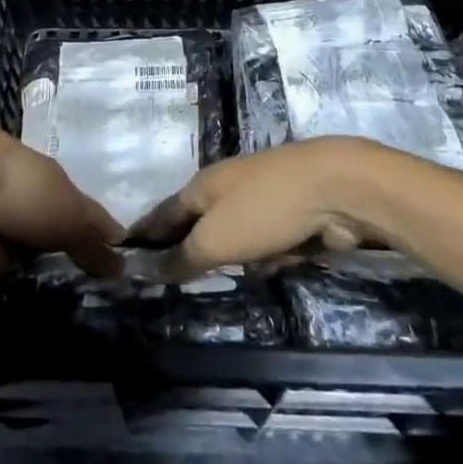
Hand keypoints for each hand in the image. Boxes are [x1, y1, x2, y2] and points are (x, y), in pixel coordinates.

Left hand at [0, 124, 123, 283]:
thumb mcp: (70, 214)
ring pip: (1, 236)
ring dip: (15, 258)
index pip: (57, 188)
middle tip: (66, 272)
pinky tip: (8, 296)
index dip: (74, 215)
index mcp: (22, 159)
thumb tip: (121, 264)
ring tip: (41, 290)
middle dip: (42, 238)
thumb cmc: (20, 190)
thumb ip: (93, 238)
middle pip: (26, 212)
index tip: (91, 244)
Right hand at [130, 137, 399, 277]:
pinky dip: (272, 255)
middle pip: (202, 224)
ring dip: (240, 257)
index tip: (126, 251)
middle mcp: (229, 187)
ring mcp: (264, 197)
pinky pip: (270, 241)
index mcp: (203, 185)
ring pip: (239, 236)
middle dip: (195, 250)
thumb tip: (152, 270)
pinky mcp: (295, 213)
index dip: (145, 233)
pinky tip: (278, 264)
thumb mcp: (215, 240)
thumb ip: (183, 258)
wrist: (336, 187)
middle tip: (181, 278)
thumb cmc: (264, 208)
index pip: (164, 213)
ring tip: (238, 273)